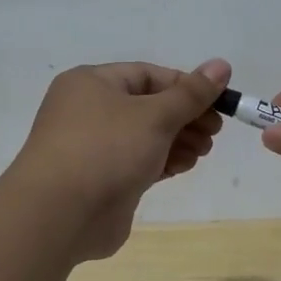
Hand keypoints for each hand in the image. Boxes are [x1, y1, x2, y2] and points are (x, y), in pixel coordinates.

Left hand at [13, 58, 230, 261]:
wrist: (59, 216)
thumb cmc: (106, 150)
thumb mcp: (155, 116)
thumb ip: (191, 94)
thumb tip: (222, 65)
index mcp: (92, 83)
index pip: (148, 75)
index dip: (186, 86)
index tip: (219, 102)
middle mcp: (89, 110)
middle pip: (148, 106)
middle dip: (185, 117)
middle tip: (214, 132)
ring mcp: (93, 147)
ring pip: (144, 136)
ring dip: (178, 140)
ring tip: (204, 151)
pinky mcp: (101, 179)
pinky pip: (138, 161)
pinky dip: (162, 161)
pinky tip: (185, 166)